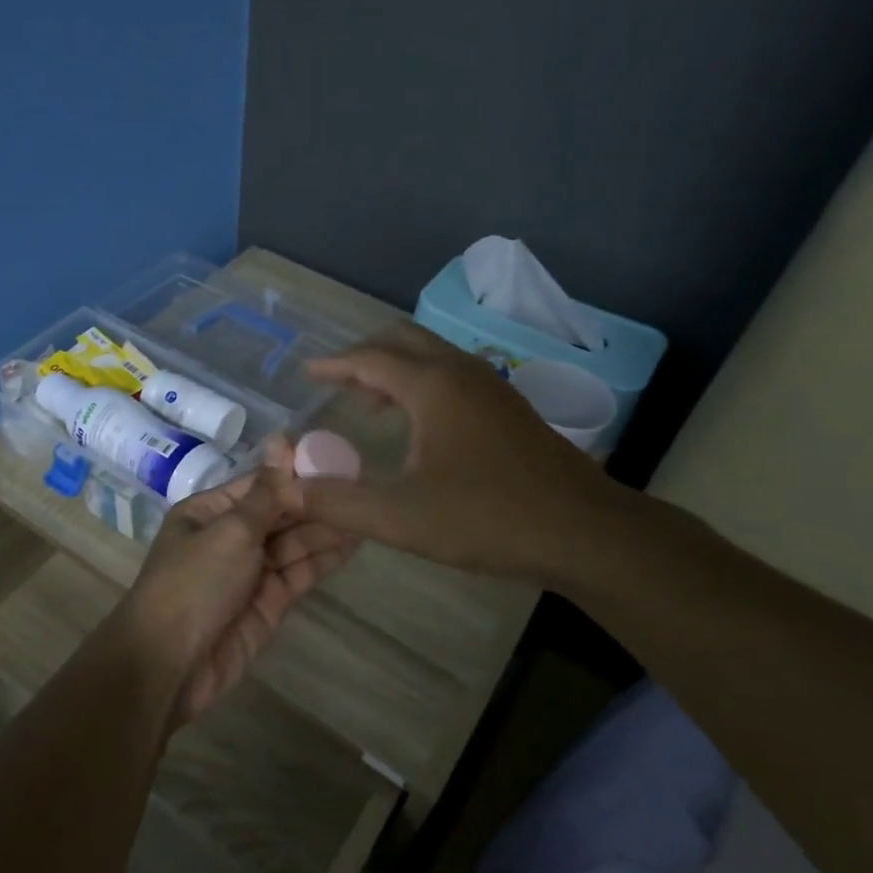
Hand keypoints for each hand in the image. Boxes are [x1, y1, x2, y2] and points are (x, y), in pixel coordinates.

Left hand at [114, 447, 358, 725]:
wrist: (169, 664)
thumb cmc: (193, 584)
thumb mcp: (230, 531)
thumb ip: (267, 493)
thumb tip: (283, 439)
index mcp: (210, 512)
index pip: (261, 484)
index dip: (297, 473)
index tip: (337, 459)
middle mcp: (230, 537)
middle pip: (280, 513)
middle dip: (317, 502)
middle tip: (364, 486)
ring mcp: (250, 571)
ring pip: (294, 543)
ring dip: (326, 529)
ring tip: (367, 511)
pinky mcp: (268, 603)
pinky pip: (299, 572)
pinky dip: (324, 558)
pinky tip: (354, 543)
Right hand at [297, 323, 636, 584]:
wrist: (583, 531)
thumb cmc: (487, 518)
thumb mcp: (400, 517)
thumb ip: (338, 502)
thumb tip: (289, 488)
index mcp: (433, 386)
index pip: (369, 359)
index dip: (333, 365)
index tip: (307, 373)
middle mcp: (462, 372)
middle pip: (403, 341)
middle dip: (364, 355)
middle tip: (334, 381)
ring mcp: (493, 386)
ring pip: (432, 356)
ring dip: (395, 368)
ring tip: (368, 401)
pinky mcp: (510, 408)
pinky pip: (453, 376)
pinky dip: (422, 383)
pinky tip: (418, 424)